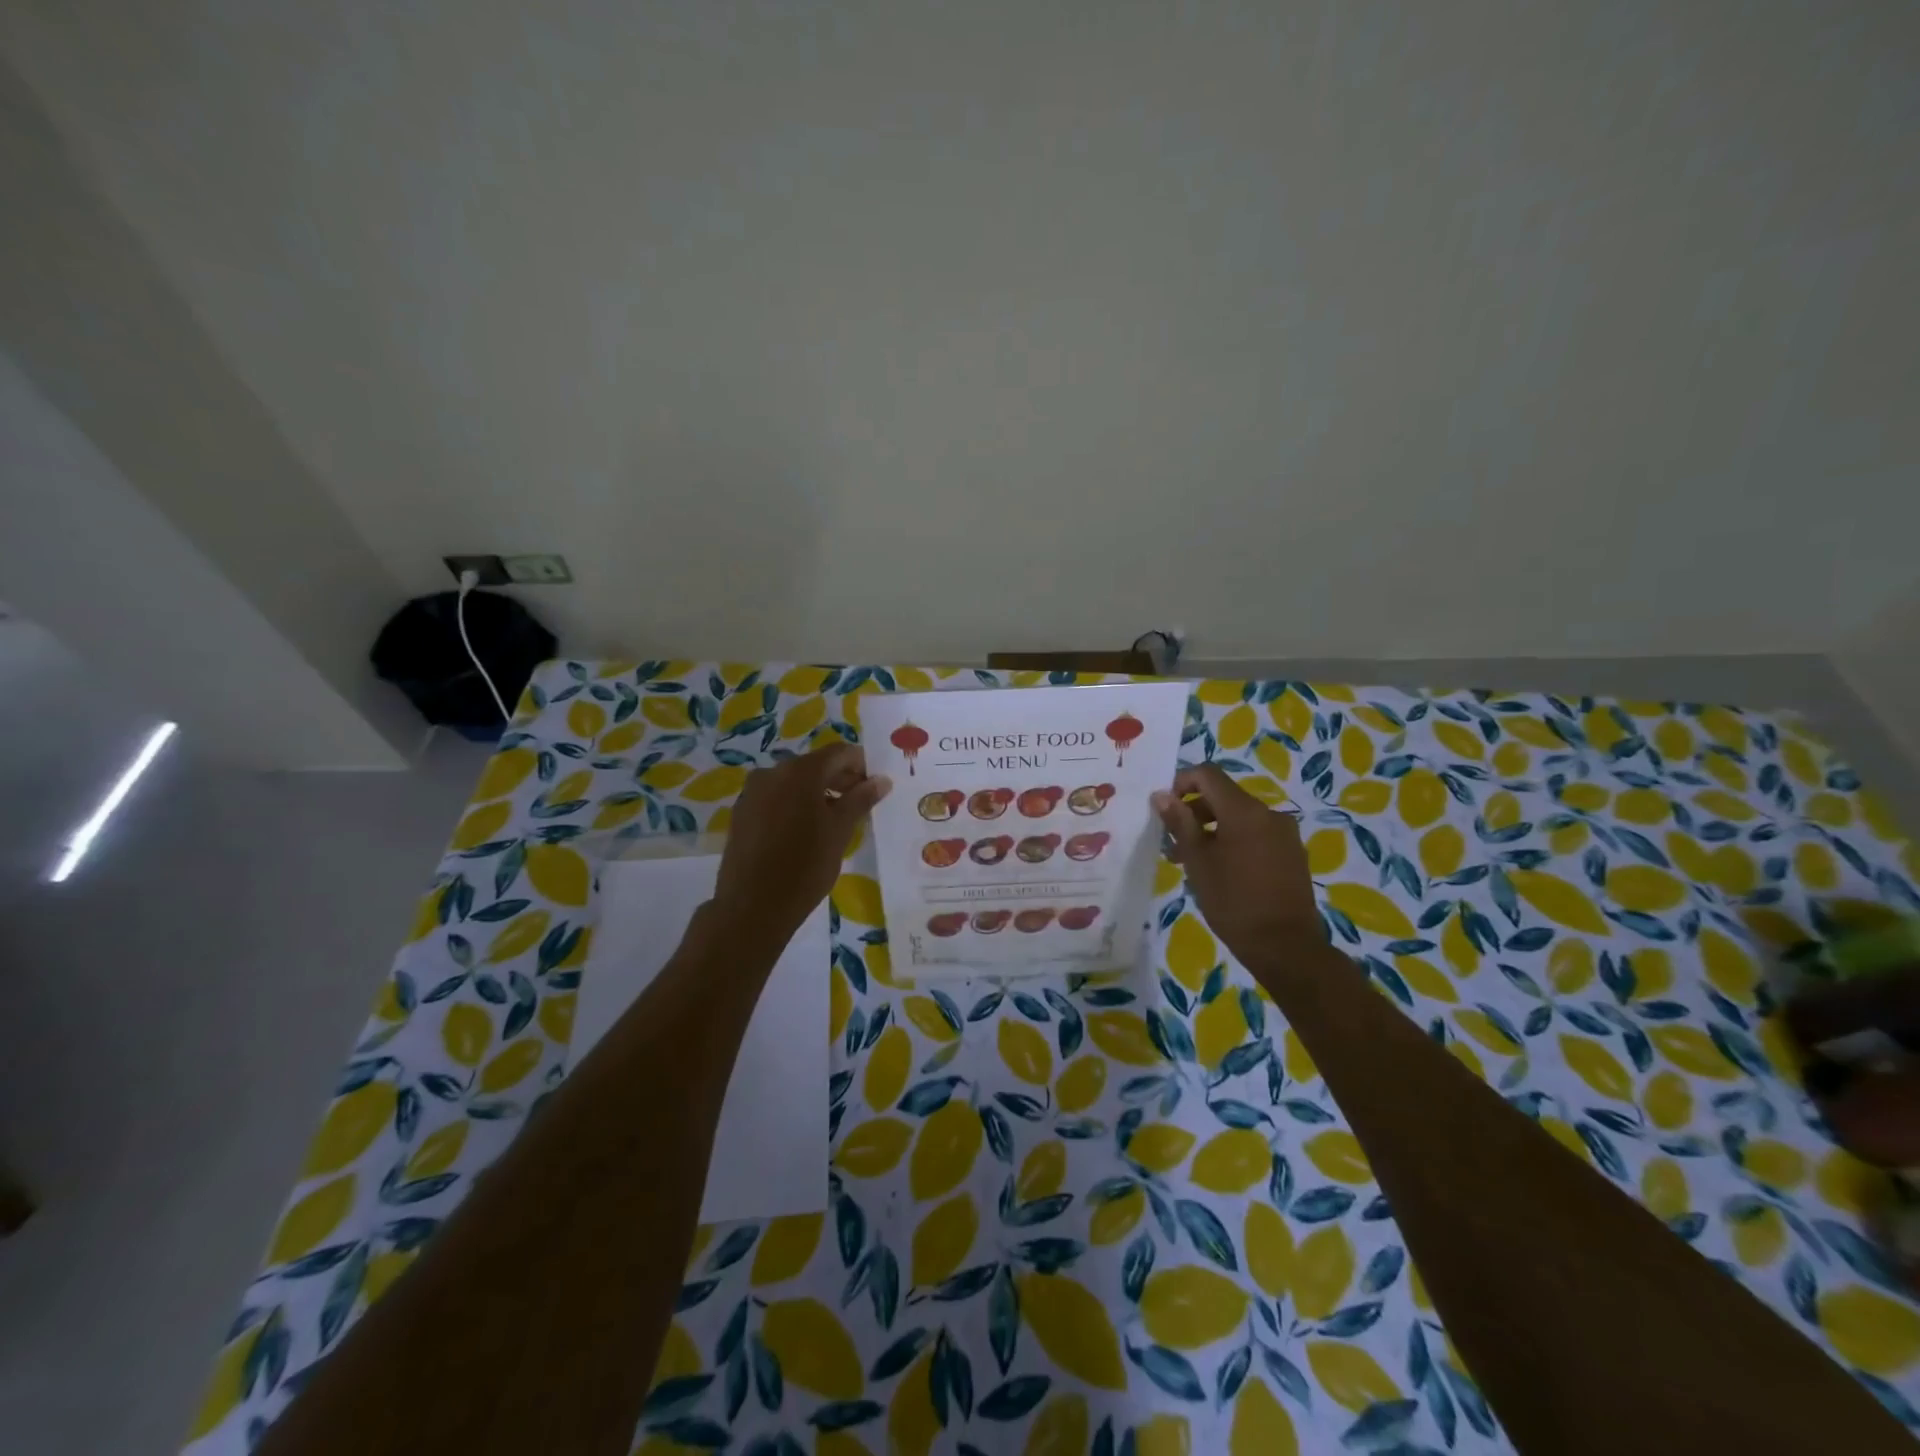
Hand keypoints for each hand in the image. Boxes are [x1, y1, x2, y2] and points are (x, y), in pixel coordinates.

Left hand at [712, 743, 890, 941]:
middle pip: (815, 765)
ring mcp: (753, 792)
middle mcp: (773, 772)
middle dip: (840, 779)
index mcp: (801, 771)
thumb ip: (861, 799)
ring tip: (835, 821)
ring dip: (818, 793)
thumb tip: (881, 780)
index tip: (875, 786)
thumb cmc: (805, 866)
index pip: (839, 753)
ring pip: (794, 782)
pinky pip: (776, 798)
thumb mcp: (840, 831)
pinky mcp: (741, 813)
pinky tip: (805, 832)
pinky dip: (795, 805)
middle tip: (861, 804)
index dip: (861, 765)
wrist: (752, 907)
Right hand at [1152, 764, 1323, 961]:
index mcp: (1244, 811)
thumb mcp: (1198, 862)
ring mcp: (1285, 834)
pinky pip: (1256, 835)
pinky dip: (1234, 842)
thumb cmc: (1233, 902)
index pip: (1208, 774)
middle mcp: (1269, 813)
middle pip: (1223, 796)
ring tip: (1193, 863)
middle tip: (1173, 845)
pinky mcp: (1292, 854)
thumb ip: (1180, 823)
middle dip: (1194, 813)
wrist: (1286, 946)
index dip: (1181, 782)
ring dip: (1212, 830)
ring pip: (1239, 818)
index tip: (1164, 810)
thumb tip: (1162, 795)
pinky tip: (1223, 872)